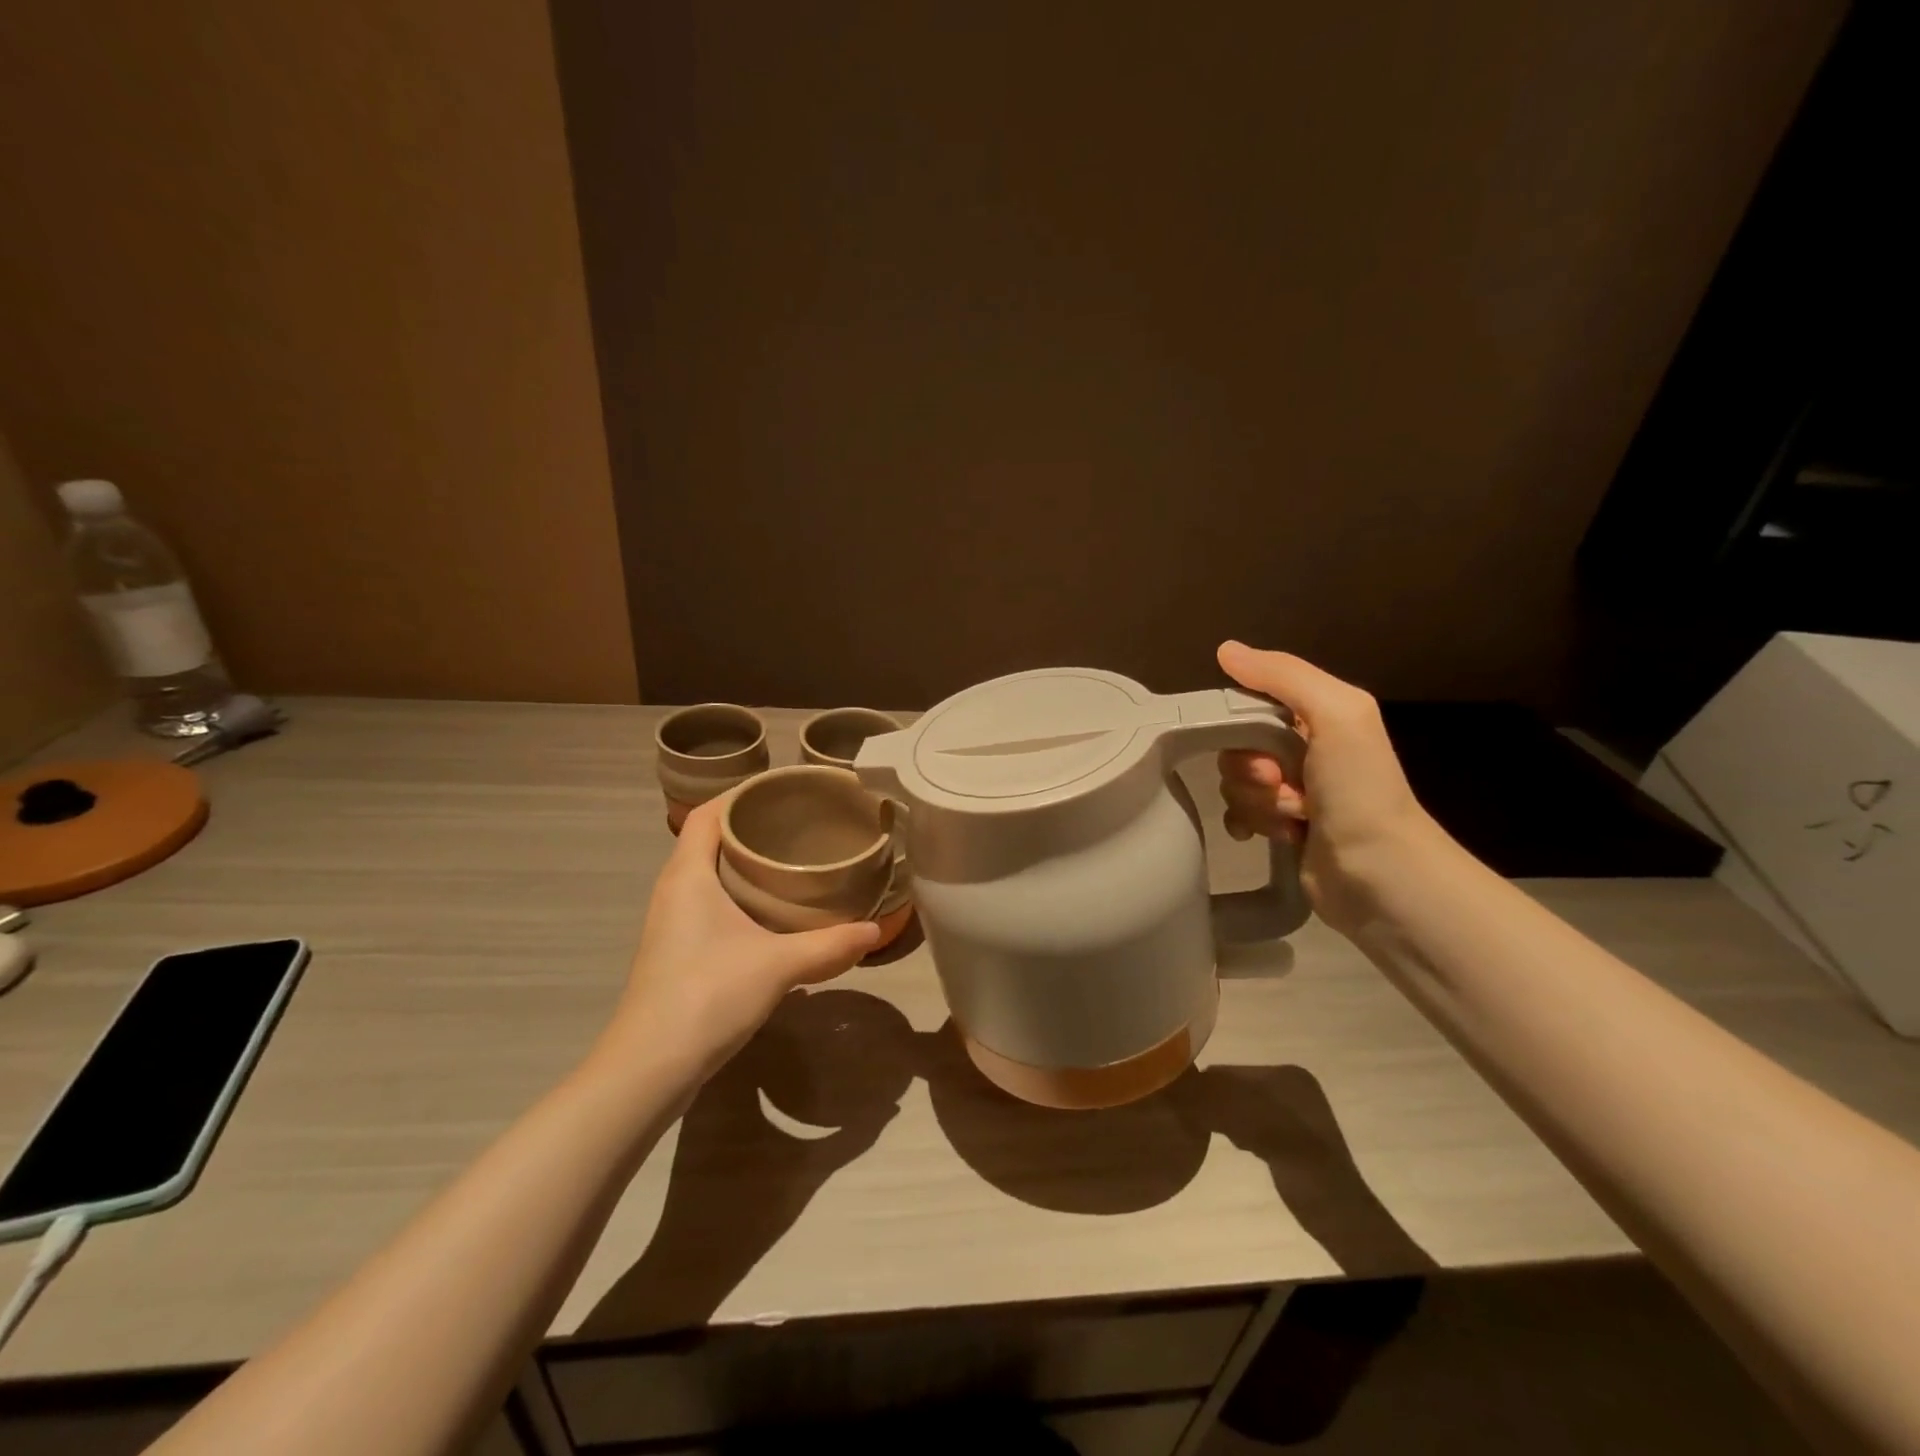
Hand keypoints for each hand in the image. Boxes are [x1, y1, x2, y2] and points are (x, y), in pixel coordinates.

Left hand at [596, 799, 880, 1081]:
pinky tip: (771, 915)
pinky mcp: (676, 951)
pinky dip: (737, 896)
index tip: (783, 793)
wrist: (649, 1067)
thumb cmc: (708, 995)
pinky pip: (708, 904)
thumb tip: (877, 931)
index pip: (707, 814)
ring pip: (708, 875)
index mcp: (688, 875)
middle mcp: (674, 890)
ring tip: (792, 863)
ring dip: (744, 865)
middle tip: (801, 826)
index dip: (740, 796)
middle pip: (709, 841)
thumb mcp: (779, 965)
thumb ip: (829, 945)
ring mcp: (671, 923)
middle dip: (751, 829)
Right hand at [1215, 641, 1441, 933]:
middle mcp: (1303, 749)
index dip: (1242, 725)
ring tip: (1291, 817)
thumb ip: (1283, 676)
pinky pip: (1238, 814)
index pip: (1251, 703)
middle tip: (1279, 785)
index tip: (1260, 749)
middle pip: (1237, 746)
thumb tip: (1225, 649)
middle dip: (1250, 770)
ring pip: (1235, 783)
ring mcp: (1291, 791)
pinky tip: (1268, 835)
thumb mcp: (1335, 714)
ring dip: (1256, 801)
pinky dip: (1248, 823)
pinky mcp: (1281, 827)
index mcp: (1317, 716)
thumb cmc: (1360, 789)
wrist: (1380, 873)